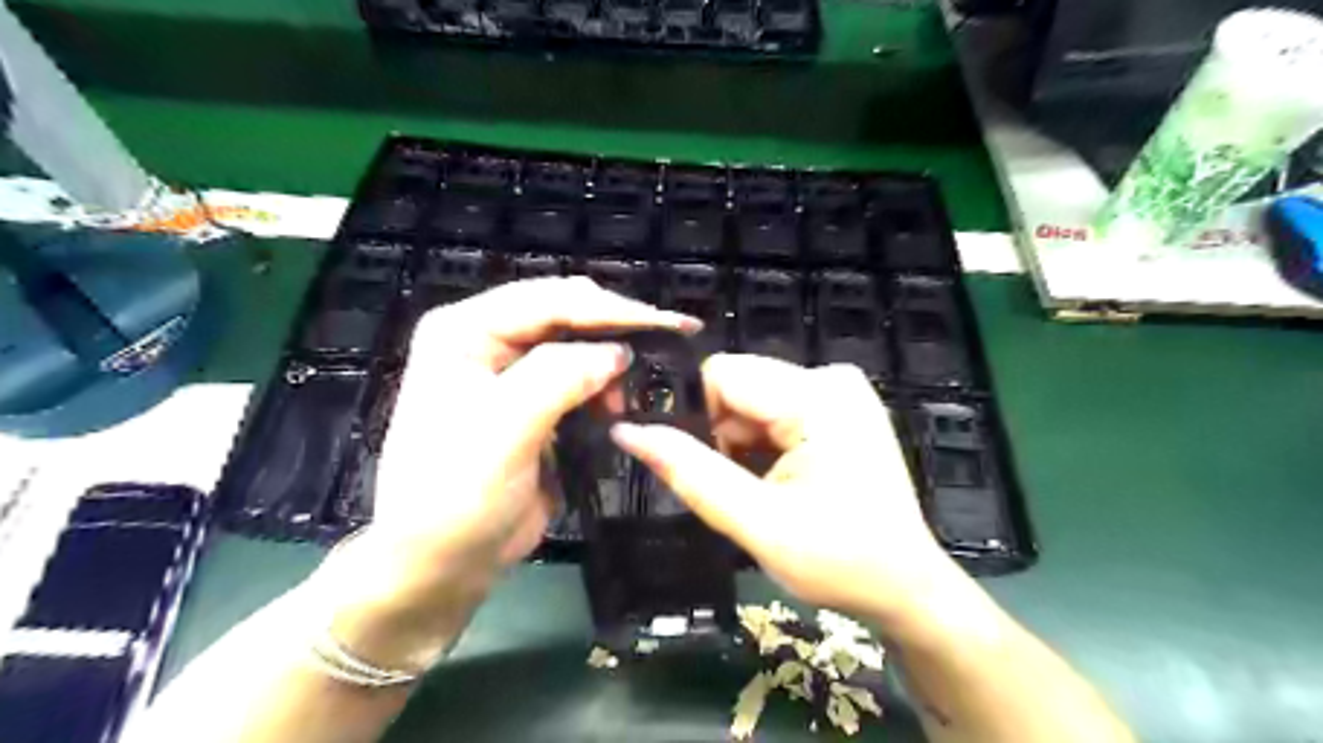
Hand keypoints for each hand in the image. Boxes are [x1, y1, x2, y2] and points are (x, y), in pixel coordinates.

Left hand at [312, 276, 695, 668]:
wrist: (439, 563)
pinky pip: (577, 378)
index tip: (668, 324)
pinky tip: (618, 404)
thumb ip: (561, 378)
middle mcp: (487, 339)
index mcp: (466, 331)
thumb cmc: (456, 495)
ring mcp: (510, 371)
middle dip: (615, 328)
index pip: (549, 300)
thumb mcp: (505, 430)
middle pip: (564, 313)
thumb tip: (618, 353)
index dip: (612, 309)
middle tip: (669, 344)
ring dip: (610, 362)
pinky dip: (604, 386)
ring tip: (630, 394)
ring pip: (576, 344)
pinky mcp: (531, 402)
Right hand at [615, 358, 968, 634]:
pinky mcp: (838, 407)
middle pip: (737, 385)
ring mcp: (838, 390)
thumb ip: (690, 473)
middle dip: (720, 434)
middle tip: (735, 489)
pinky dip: (760, 444)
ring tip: (758, 491)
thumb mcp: (757, 523)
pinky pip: (774, 410)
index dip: (694, 417)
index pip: (722, 375)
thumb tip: (626, 432)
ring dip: (739, 443)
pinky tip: (777, 481)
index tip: (697, 467)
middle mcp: (830, 377)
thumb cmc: (840, 561)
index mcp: (818, 396)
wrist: (907, 587)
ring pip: (751, 400)